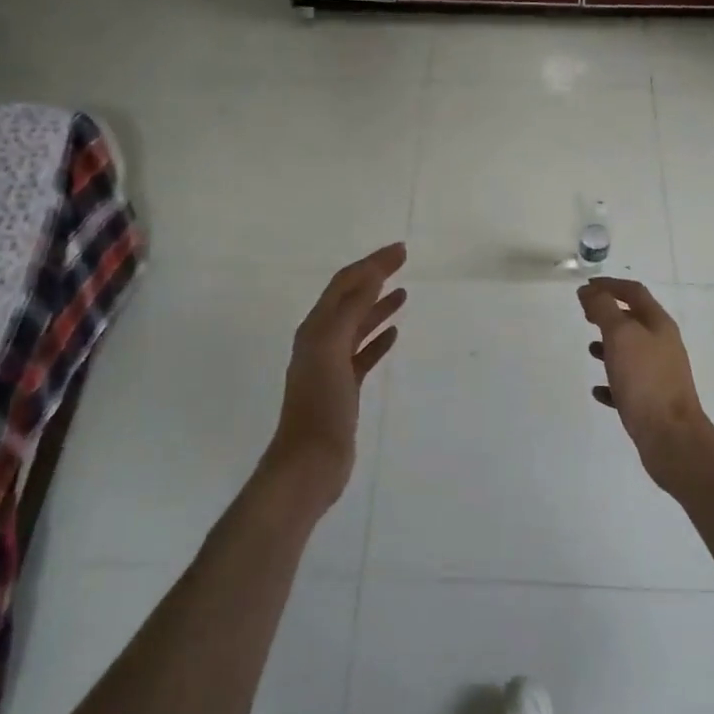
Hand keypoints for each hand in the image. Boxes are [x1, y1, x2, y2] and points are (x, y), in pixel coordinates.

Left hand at [266, 243, 406, 507]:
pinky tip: (394, 334)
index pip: (345, 283)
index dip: (371, 263)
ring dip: (378, 305)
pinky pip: (363, 354)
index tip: (400, 250)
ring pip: (358, 325)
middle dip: (375, 277)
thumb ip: (350, 311)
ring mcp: (332, 365)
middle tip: (403, 261)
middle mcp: (321, 340)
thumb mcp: (332, 350)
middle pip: (351, 299)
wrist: (309, 463)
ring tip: (403, 293)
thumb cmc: (320, 405)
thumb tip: (371, 275)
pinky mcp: (344, 387)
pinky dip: (378, 339)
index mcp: (315, 328)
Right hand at [579, 277, 713, 492]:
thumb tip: (589, 291)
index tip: (585, 287)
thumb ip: (603, 309)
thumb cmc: (645, 380)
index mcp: (659, 324)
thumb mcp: (620, 336)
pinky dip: (612, 381)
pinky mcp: (652, 400)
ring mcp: (659, 373)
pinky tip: (598, 390)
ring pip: (631, 351)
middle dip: (609, 314)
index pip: (634, 292)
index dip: (609, 285)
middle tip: (585, 315)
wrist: (671, 437)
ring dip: (610, 346)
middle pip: (634, 320)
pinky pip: (628, 384)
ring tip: (590, 349)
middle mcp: (663, 345)